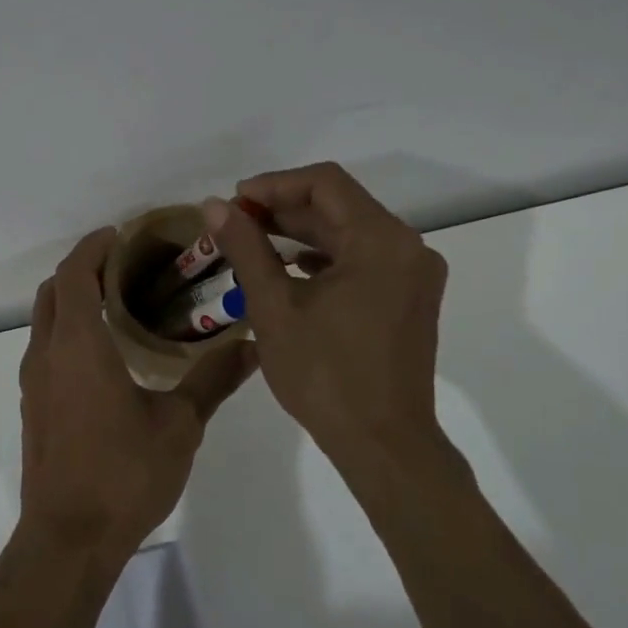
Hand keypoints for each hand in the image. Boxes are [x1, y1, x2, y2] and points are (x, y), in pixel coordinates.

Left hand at [17, 227, 260, 565]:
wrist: (67, 540)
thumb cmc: (123, 474)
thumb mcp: (179, 425)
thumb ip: (213, 380)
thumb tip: (253, 345)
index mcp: (78, 345)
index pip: (75, 274)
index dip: (94, 247)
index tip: (121, 235)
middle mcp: (47, 354)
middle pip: (53, 290)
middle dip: (82, 268)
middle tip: (124, 264)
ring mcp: (33, 382)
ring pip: (44, 320)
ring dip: (71, 299)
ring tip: (116, 301)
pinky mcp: (32, 406)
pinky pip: (44, 348)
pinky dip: (66, 329)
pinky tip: (102, 353)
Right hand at [204, 162, 450, 467]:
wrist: (383, 444)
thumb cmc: (325, 374)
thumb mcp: (274, 307)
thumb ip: (245, 248)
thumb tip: (214, 206)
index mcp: (381, 240)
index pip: (325, 183)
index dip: (274, 184)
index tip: (234, 201)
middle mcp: (407, 247)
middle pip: (340, 205)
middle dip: (284, 209)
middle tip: (235, 222)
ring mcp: (414, 273)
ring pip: (351, 232)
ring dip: (302, 232)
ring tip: (253, 242)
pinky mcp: (410, 297)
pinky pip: (363, 258)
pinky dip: (325, 256)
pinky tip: (290, 269)